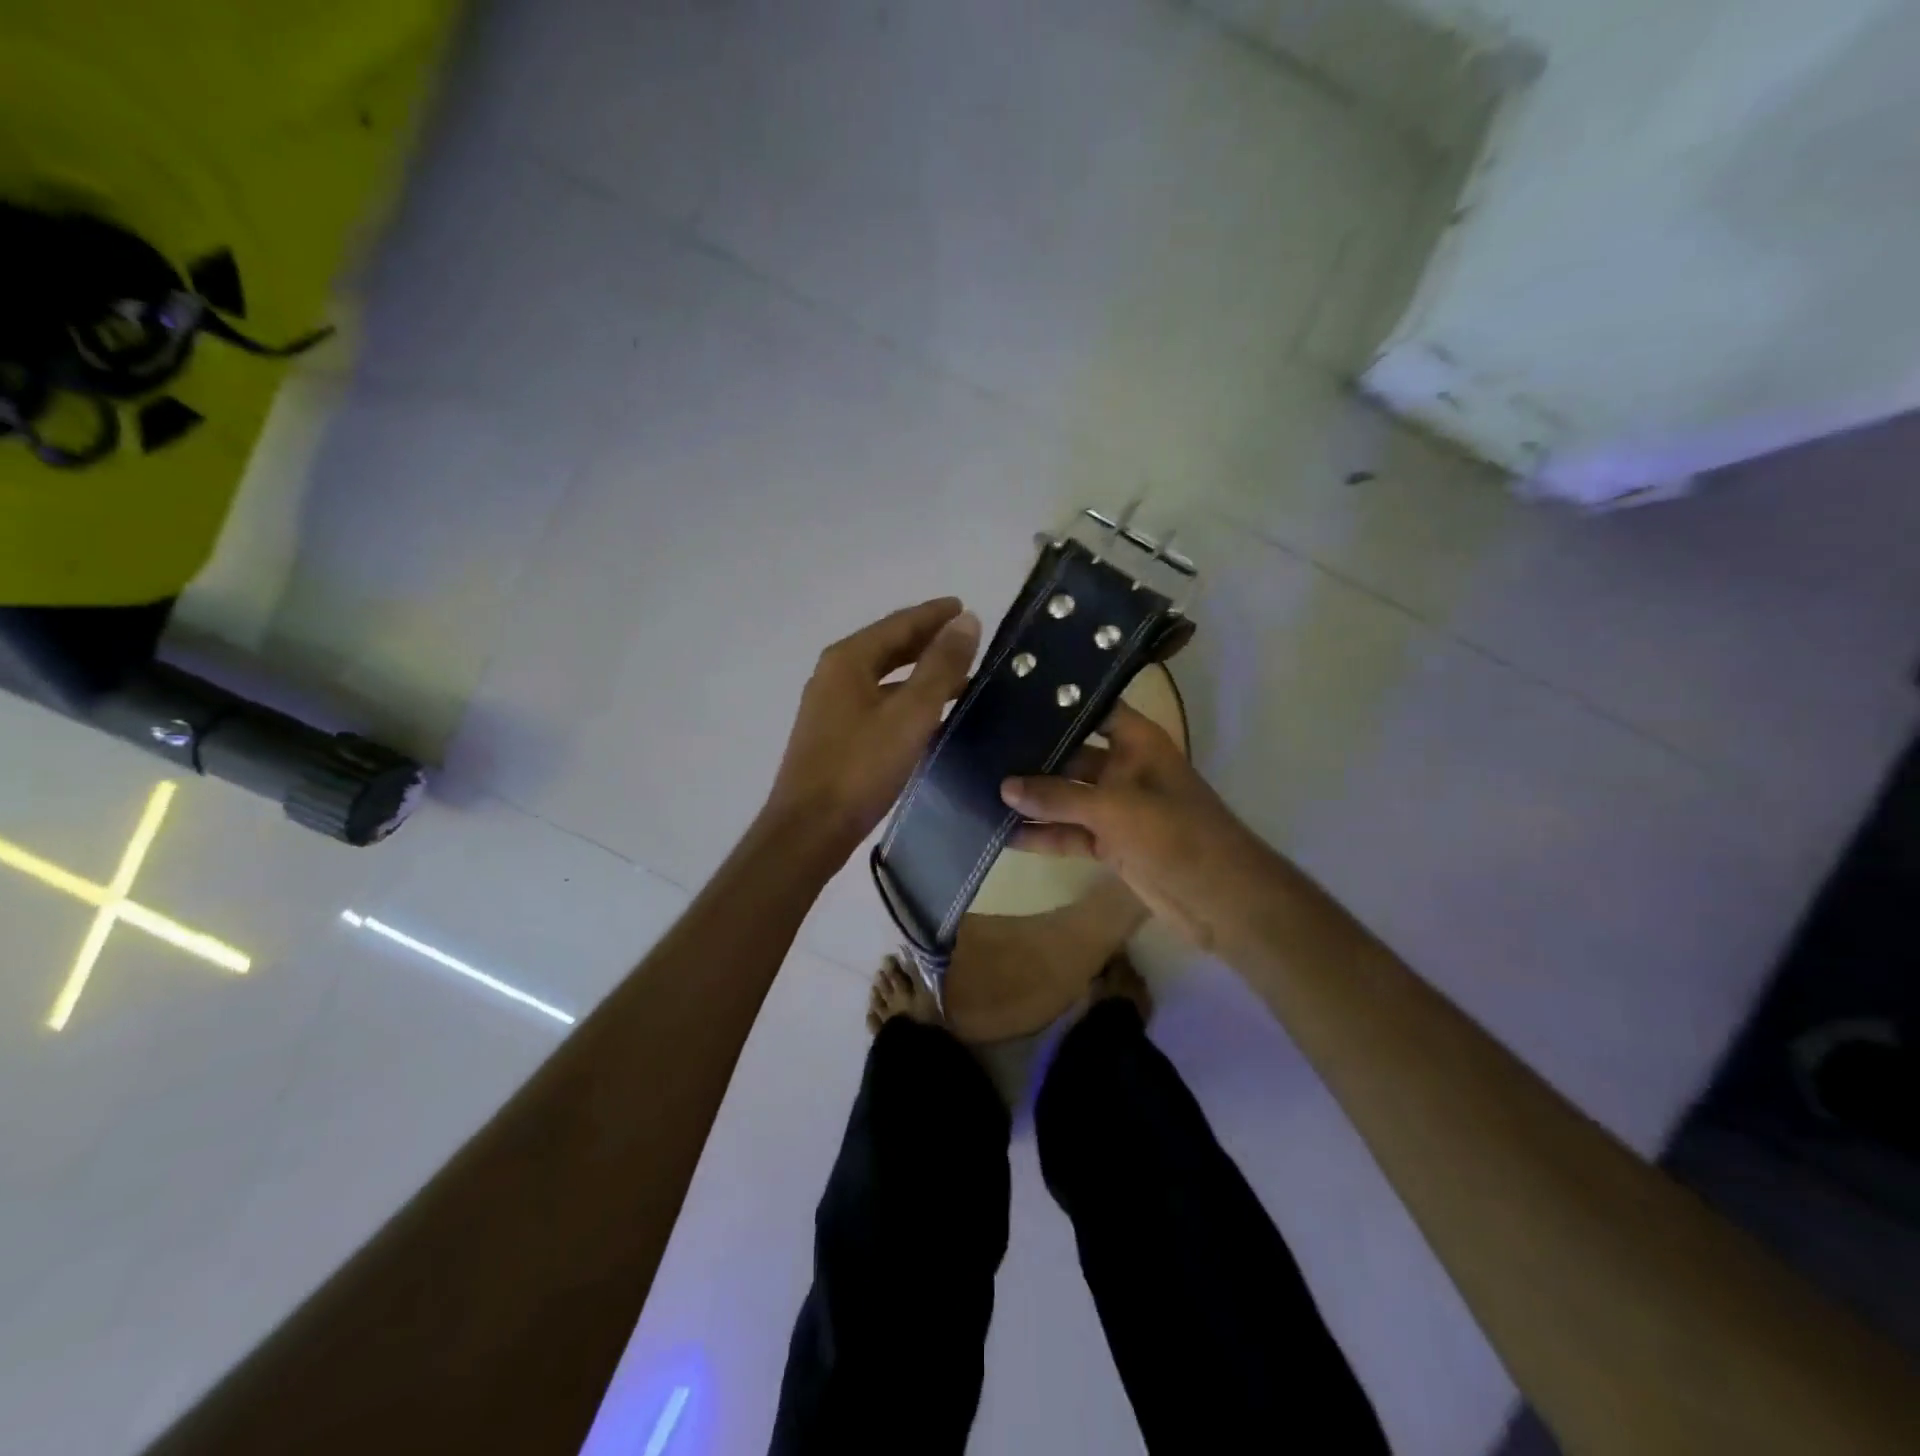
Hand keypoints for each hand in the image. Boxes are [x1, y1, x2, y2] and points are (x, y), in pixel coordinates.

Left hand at [765, 598, 980, 861]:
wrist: (810, 828)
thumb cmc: (861, 766)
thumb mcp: (910, 714)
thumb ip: (941, 666)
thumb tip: (967, 620)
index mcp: (848, 659)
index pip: (899, 623)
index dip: (934, 614)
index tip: (964, 606)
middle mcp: (835, 674)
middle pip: (888, 646)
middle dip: (927, 640)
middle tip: (966, 638)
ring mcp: (831, 706)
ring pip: (884, 677)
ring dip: (919, 673)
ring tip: (960, 677)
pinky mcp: (834, 735)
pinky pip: (878, 702)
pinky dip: (906, 699)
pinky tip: (930, 715)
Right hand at [1000, 701, 1273, 950]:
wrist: (1221, 899)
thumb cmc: (1176, 835)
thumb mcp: (1115, 809)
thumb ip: (1058, 798)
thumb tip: (1004, 788)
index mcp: (1138, 743)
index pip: (1093, 708)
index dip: (1058, 702)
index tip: (1011, 696)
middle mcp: (1124, 769)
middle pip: (1071, 754)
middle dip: (1032, 754)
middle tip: (980, 745)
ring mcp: (1117, 808)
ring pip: (1065, 797)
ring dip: (1032, 799)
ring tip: (980, 789)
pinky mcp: (1110, 844)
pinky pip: (1069, 833)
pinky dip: (1042, 835)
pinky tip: (1003, 833)